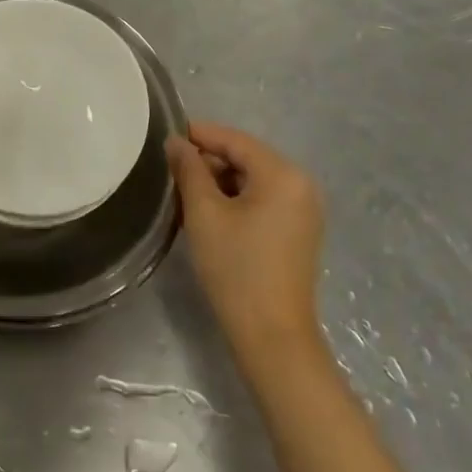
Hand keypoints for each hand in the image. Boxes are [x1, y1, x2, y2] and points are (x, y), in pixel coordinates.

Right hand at [167, 122, 324, 361]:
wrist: (272, 336)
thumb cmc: (236, 268)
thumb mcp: (204, 213)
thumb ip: (189, 169)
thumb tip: (176, 142)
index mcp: (283, 174)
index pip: (236, 140)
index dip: (200, 135)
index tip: (168, 136)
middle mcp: (301, 185)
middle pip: (247, 158)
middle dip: (209, 161)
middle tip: (172, 170)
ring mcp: (304, 210)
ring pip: (254, 180)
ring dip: (220, 182)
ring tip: (185, 193)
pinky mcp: (299, 232)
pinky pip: (264, 200)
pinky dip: (237, 200)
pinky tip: (210, 214)